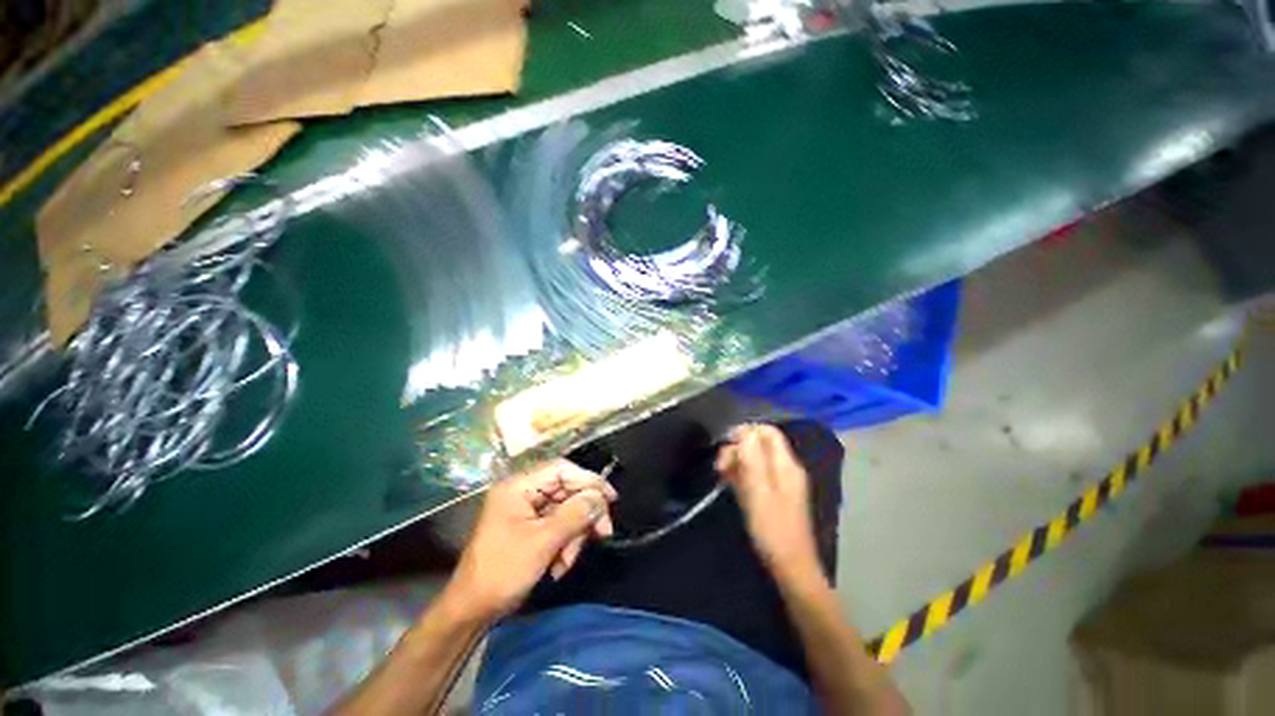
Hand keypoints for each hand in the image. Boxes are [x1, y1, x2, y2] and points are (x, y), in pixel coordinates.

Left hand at [445, 460, 616, 620]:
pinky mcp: (530, 528)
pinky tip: (560, 566)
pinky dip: (565, 544)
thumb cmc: (502, 572)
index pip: (561, 469)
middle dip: (584, 514)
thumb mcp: (542, 542)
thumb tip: (600, 498)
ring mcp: (526, 511)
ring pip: (566, 510)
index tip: (610, 497)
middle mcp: (523, 493)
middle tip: (603, 532)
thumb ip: (574, 515)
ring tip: (568, 561)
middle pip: (567, 490)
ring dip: (574, 535)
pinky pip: (558, 526)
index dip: (588, 479)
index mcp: (519, 486)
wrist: (472, 612)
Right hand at [716, 425, 821, 582]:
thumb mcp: (758, 490)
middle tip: (720, 465)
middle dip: (737, 448)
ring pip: (755, 460)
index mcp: (786, 464)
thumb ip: (752, 457)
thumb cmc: (773, 528)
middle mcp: (786, 469)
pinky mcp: (774, 496)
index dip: (745, 431)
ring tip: (721, 475)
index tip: (725, 442)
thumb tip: (743, 431)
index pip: (767, 432)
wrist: (790, 567)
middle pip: (760, 444)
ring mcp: (781, 483)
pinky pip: (756, 475)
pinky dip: (742, 475)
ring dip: (737, 462)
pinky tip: (729, 484)